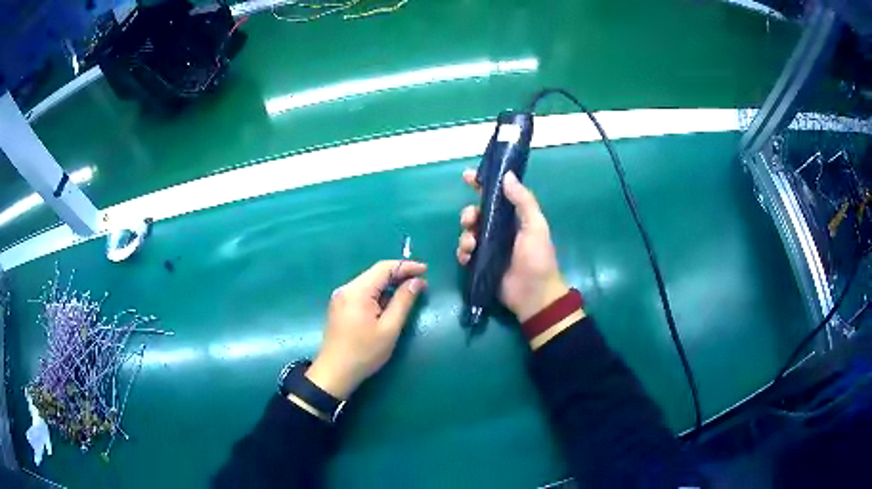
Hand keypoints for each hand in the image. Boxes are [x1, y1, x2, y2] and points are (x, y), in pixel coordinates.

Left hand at [305, 261, 427, 400]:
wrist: (335, 373)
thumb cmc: (364, 353)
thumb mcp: (389, 329)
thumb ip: (403, 302)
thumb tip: (417, 282)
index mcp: (357, 291)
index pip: (384, 268)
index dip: (406, 266)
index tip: (426, 270)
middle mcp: (346, 289)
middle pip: (375, 273)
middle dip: (399, 275)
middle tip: (421, 282)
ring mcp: (340, 297)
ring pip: (369, 283)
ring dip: (389, 285)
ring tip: (409, 292)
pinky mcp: (339, 306)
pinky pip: (362, 292)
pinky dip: (378, 294)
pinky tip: (389, 303)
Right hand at [457, 170, 568, 321]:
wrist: (534, 295)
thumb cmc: (538, 258)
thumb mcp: (535, 226)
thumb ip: (523, 201)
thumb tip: (507, 176)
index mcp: (513, 218)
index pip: (495, 196)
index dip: (481, 184)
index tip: (467, 176)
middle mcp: (499, 230)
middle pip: (476, 214)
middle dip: (468, 214)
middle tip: (471, 220)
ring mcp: (488, 248)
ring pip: (467, 233)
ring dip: (465, 236)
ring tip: (472, 245)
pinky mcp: (480, 265)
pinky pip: (465, 253)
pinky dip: (463, 253)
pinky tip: (468, 257)